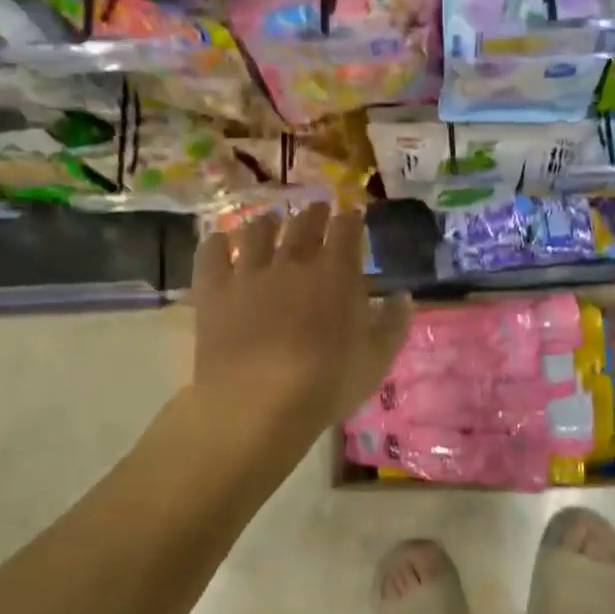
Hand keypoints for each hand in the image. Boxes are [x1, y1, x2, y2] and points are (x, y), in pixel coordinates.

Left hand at [191, 203, 410, 438]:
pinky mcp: (213, 290)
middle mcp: (293, 261)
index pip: (346, 229)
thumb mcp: (376, 360)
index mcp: (337, 273)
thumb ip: (392, 324)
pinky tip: (220, 241)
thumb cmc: (326, 384)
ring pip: (257, 230)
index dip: (351, 218)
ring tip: (270, 221)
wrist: (257, 404)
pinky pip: (211, 253)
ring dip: (267, 222)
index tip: (353, 215)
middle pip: (304, 223)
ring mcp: (250, 272)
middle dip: (314, 213)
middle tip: (317, 209)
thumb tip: (403, 296)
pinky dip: (217, 242)